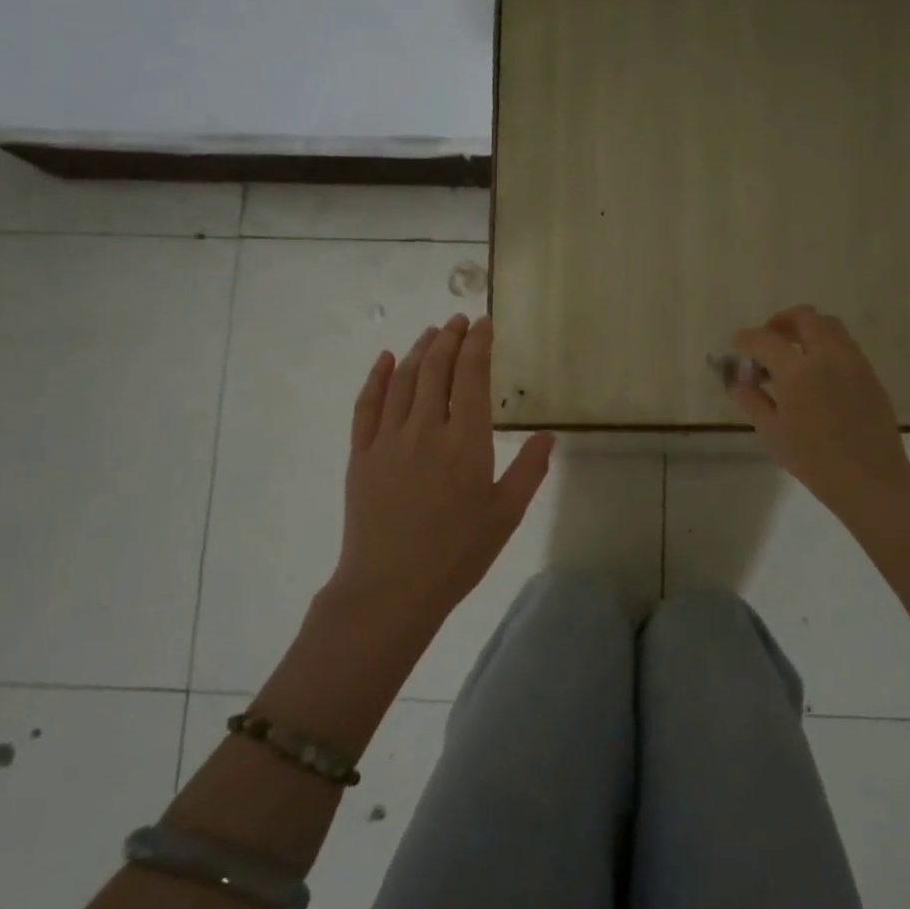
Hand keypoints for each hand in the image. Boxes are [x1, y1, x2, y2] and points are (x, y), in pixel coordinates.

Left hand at [334, 314, 554, 626]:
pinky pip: (366, 405)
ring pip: (403, 380)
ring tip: (432, 332)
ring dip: (419, 350)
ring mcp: (388, 439)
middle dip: (450, 338)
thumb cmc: (457, 554)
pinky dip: (377, 378)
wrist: (391, 588)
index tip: (484, 323)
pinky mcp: (361, 454)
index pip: (472, 376)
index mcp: (466, 442)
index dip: (478, 344)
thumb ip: (529, 470)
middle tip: (459, 320)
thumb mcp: (506, 515)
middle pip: (437, 369)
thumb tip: (549, 434)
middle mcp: (426, 429)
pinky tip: (386, 360)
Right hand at [729, 305, 909, 528]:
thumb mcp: (772, 432)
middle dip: (781, 322)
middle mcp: (828, 356)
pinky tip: (816, 373)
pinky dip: (825, 346)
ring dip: (807, 330)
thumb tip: (738, 381)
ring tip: (793, 354)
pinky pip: (844, 345)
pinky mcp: (869, 373)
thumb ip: (751, 400)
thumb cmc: (813, 460)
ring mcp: (853, 362)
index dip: (747, 339)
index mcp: (798, 371)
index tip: (738, 343)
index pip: (765, 340)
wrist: (870, 478)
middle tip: (768, 339)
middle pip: (805, 317)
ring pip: (829, 326)